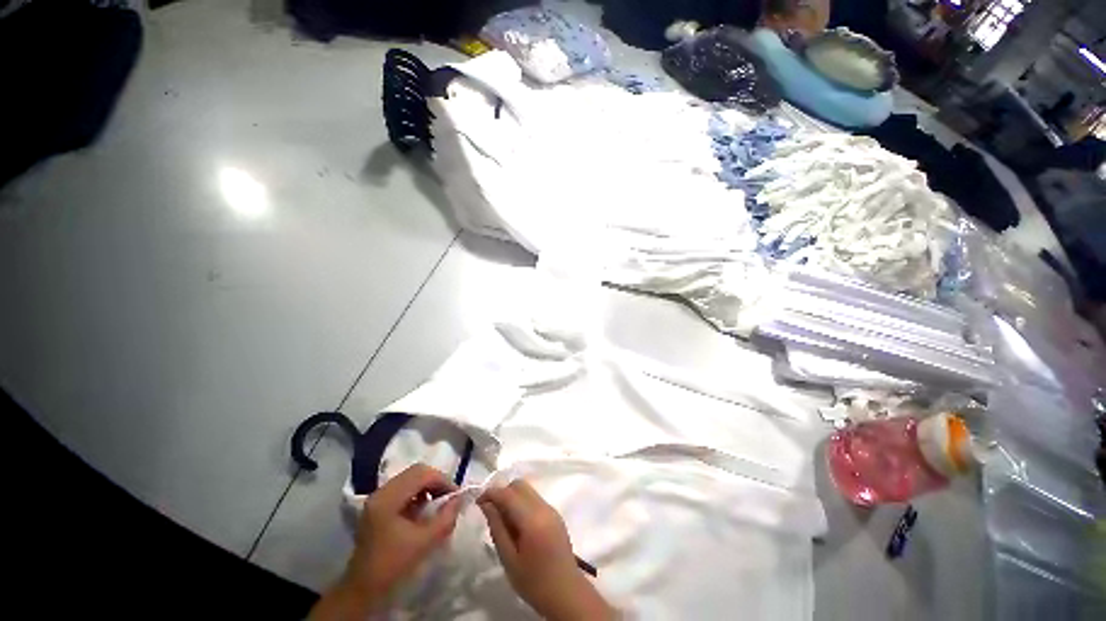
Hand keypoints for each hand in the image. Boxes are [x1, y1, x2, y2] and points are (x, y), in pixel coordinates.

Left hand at [310, 464, 462, 619]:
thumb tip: (459, 499)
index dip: (443, 480)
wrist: (362, 590)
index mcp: (388, 499)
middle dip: (436, 481)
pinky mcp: (378, 505)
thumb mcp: (424, 543)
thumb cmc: (392, 566)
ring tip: (439, 502)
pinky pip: (403, 488)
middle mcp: (380, 492)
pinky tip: (424, 508)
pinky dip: (418, 492)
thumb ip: (445, 518)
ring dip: (428, 485)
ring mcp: (377, 498)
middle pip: (415, 472)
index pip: (421, 474)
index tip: (456, 495)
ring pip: (410, 478)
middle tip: (449, 496)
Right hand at [479, 481, 614, 620]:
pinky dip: (522, 503)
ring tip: (503, 520)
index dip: (491, 493)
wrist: (566, 593)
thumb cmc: (534, 582)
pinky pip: (535, 499)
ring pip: (528, 490)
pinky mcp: (555, 514)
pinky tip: (517, 524)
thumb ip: (497, 528)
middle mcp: (544, 507)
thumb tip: (486, 505)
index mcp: (532, 519)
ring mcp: (552, 509)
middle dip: (502, 492)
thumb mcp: (509, 559)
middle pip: (519, 485)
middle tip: (490, 511)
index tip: (478, 502)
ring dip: (512, 497)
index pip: (508, 494)